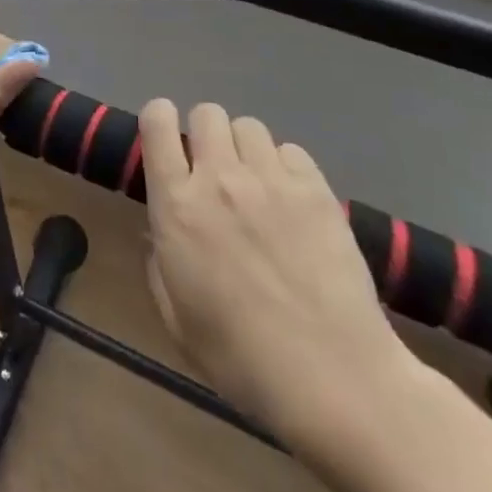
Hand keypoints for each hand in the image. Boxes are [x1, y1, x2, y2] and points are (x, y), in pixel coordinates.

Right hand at [139, 99, 409, 447]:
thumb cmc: (241, 359)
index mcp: (177, 206)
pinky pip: (290, 151)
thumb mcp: (177, 320)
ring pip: (248, 126)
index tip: (166, 139)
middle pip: (207, 113)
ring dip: (244, 149)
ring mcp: (271, 180)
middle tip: (214, 171)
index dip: (159, 119)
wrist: (334, 379)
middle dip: (206, 134)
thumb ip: (159, 264)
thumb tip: (160, 231)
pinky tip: (292, 202)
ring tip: (256, 186)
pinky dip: (285, 167)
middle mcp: (219, 178)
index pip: (157, 124)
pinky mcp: (316, 190)